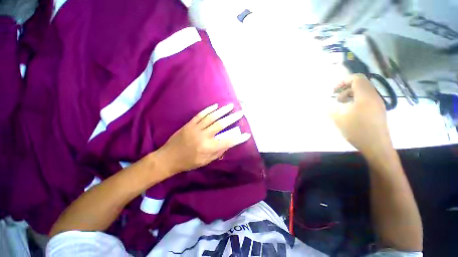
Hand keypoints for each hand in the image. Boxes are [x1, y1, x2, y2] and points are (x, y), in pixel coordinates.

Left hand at [157, 103, 250, 174]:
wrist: (169, 157)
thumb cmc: (188, 162)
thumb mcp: (205, 161)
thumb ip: (218, 152)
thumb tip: (228, 144)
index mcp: (208, 148)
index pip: (227, 141)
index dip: (238, 138)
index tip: (247, 134)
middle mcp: (204, 136)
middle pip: (221, 125)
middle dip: (232, 118)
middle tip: (240, 113)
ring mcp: (196, 128)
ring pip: (212, 117)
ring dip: (222, 111)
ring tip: (231, 106)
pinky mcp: (190, 124)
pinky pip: (201, 115)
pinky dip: (209, 110)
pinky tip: (216, 106)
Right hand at [330, 74, 392, 156]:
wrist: (376, 146)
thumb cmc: (357, 131)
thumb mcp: (339, 119)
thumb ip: (330, 109)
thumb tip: (325, 104)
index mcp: (365, 96)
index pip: (357, 79)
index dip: (344, 81)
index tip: (334, 90)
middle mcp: (374, 96)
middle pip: (361, 84)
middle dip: (346, 88)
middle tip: (336, 98)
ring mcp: (378, 103)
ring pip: (364, 91)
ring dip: (351, 94)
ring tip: (341, 104)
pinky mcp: (378, 110)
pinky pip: (367, 98)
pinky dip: (357, 99)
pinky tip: (350, 110)